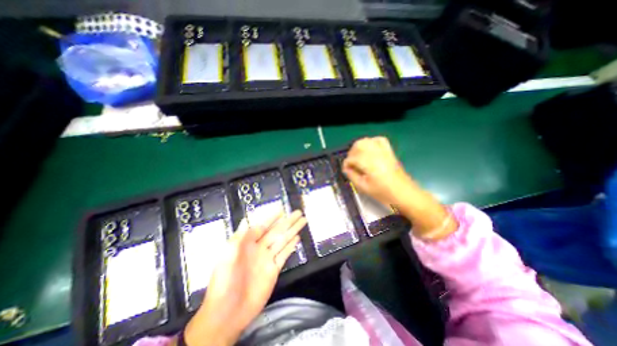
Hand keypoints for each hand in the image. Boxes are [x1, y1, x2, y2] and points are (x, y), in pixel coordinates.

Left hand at [184, 210, 306, 343]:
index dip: (272, 218)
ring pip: (283, 240)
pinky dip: (291, 246)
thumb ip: (239, 237)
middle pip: (277, 231)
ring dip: (293, 230)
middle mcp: (259, 248)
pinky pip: (284, 254)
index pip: (262, 226)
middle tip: (298, 212)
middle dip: (288, 221)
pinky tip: (297, 238)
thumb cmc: (224, 282)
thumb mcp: (227, 256)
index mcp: (247, 244)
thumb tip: (246, 219)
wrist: (228, 313)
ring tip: (302, 221)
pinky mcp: (274, 269)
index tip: (282, 209)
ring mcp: (268, 259)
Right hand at [345, 136, 454, 238]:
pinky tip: (369, 149)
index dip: (346, 164)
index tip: (346, 171)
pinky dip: (371, 142)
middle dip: (351, 153)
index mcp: (370, 164)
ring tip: (357, 157)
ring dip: (358, 147)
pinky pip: (379, 140)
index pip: (352, 158)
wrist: (405, 194)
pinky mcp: (389, 151)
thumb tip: (346, 169)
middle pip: (358, 145)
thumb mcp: (364, 188)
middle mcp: (376, 154)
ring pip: (367, 141)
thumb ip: (352, 176)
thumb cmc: (384, 193)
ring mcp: (384, 151)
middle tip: (351, 163)